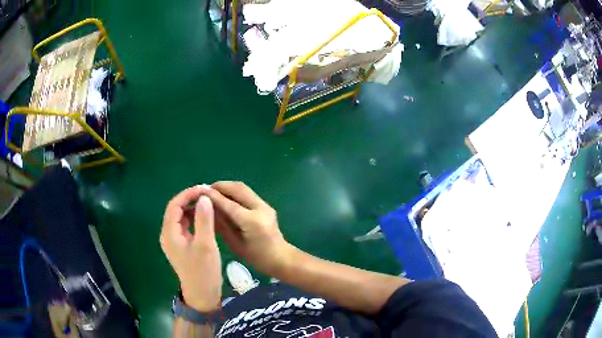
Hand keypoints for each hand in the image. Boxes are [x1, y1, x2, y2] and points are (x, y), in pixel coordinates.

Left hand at [160, 186, 221, 311]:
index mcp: (169, 233)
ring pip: (181, 218)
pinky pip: (185, 226)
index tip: (204, 189)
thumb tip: (204, 197)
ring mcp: (174, 241)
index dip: (187, 194)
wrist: (202, 294)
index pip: (174, 205)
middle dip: (190, 200)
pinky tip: (206, 218)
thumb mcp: (205, 244)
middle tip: (208, 195)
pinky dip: (194, 219)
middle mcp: (168, 235)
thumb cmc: (203, 270)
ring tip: (208, 203)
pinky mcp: (181, 246)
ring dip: (192, 209)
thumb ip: (204, 220)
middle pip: (176, 210)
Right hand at [202, 182, 293, 275]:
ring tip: (213, 191)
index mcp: (252, 222)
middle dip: (220, 186)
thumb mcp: (235, 244)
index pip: (229, 204)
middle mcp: (260, 209)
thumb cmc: (257, 258)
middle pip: (238, 189)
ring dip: (227, 187)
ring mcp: (265, 205)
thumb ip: (222, 225)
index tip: (200, 192)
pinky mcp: (265, 205)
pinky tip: (225, 197)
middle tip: (206, 189)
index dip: (213, 197)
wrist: (281, 258)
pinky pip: (247, 193)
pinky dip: (234, 192)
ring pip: (243, 188)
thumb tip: (208, 209)